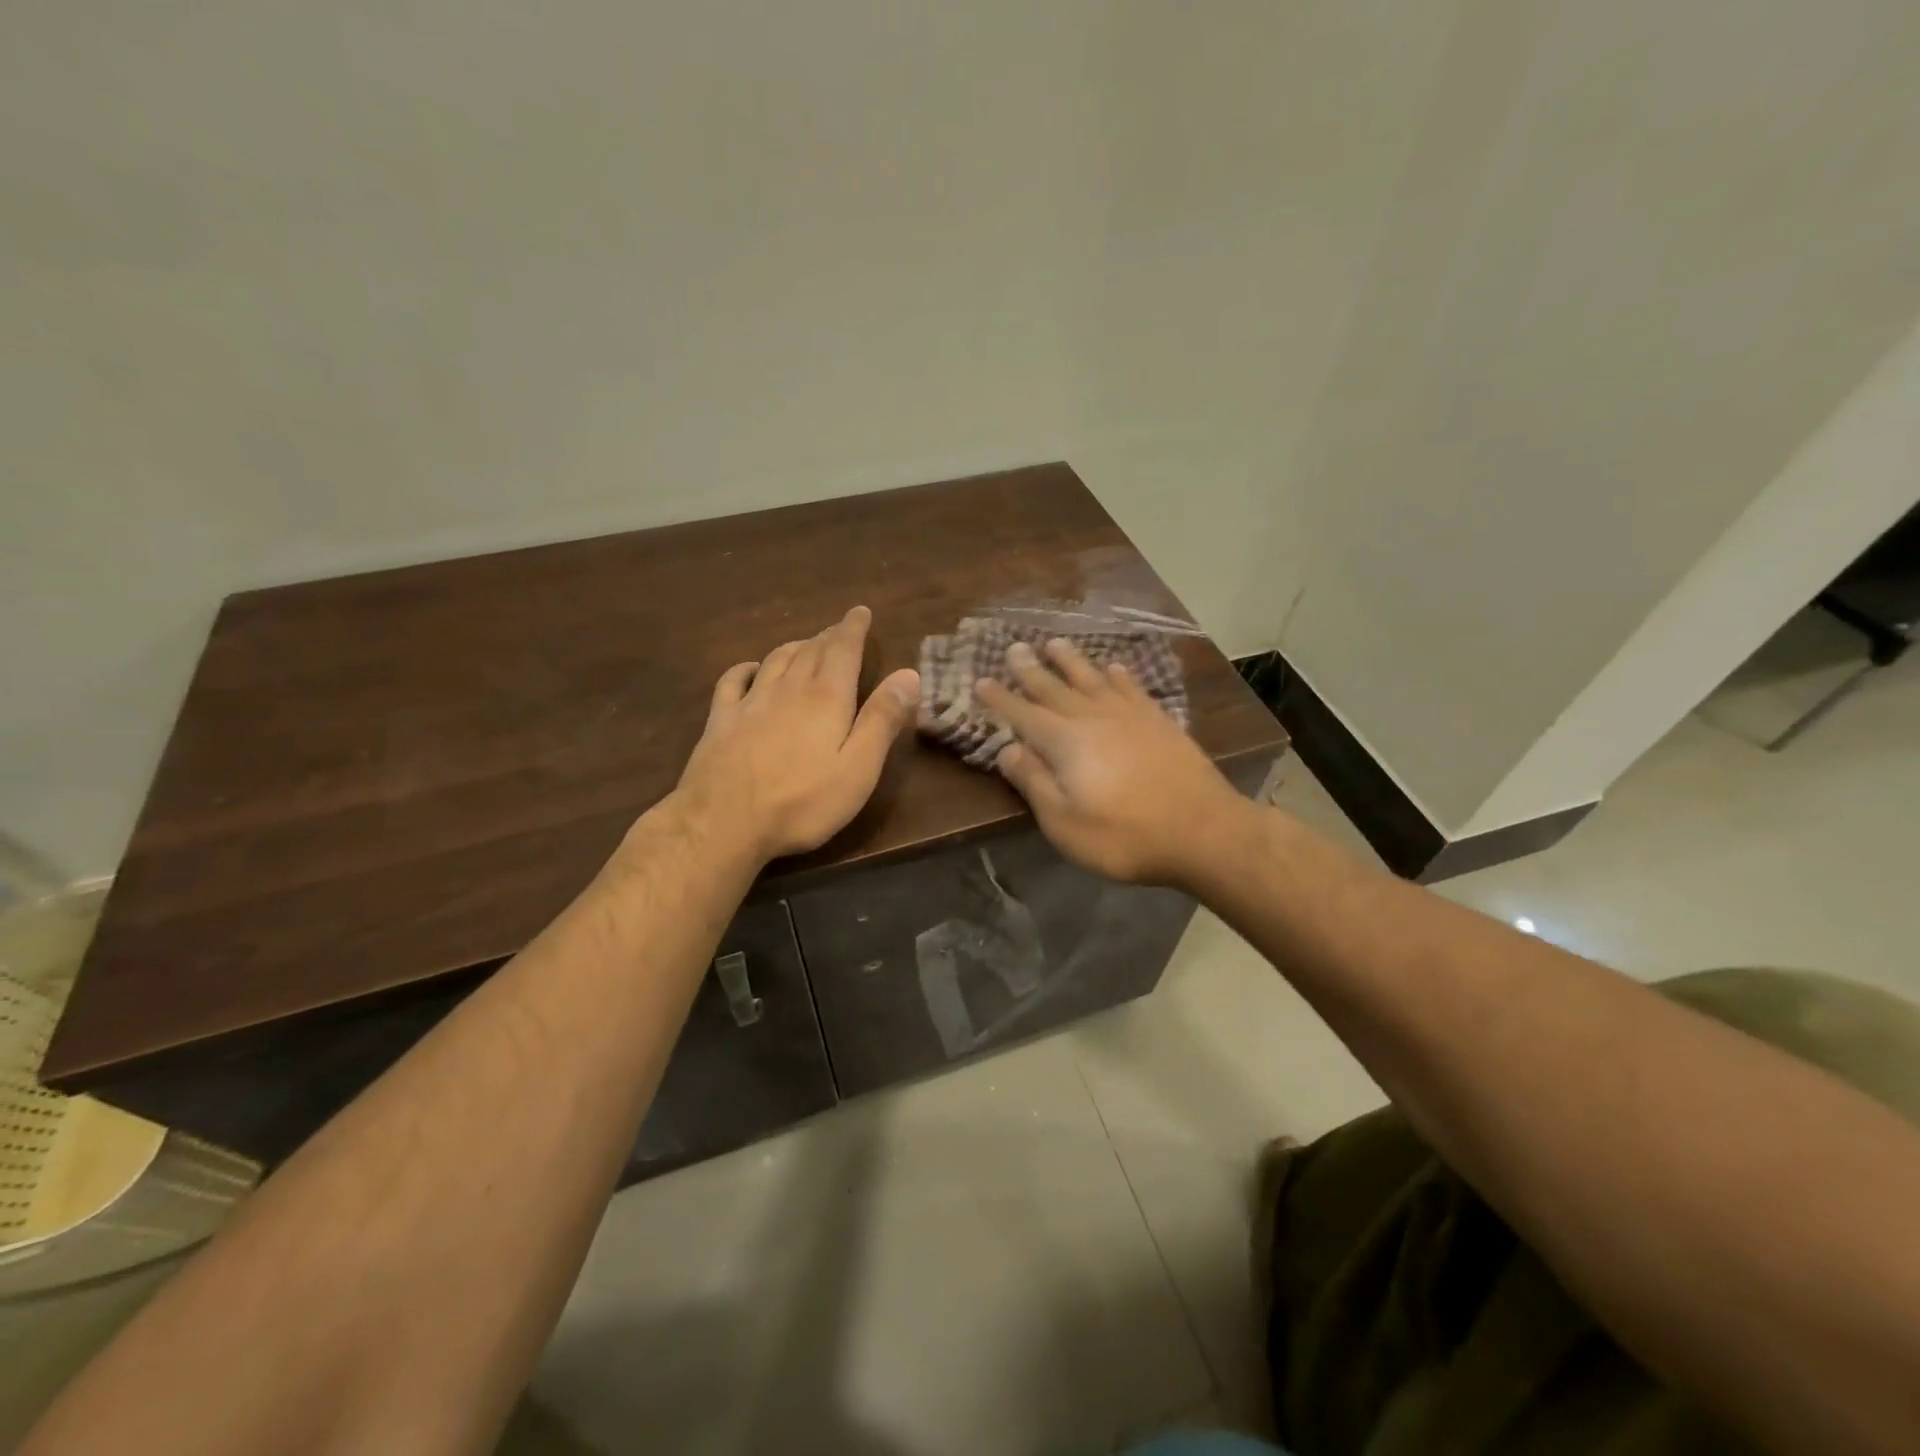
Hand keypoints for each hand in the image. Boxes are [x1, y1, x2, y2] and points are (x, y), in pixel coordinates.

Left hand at [674, 606, 919, 862]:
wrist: (724, 822)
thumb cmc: (802, 801)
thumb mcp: (858, 767)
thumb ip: (883, 719)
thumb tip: (909, 674)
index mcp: (827, 698)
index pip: (843, 650)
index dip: (853, 628)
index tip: (860, 611)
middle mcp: (788, 690)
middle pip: (810, 651)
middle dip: (828, 636)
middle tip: (838, 628)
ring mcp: (750, 703)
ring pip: (776, 661)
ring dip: (794, 647)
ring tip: (805, 643)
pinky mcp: (720, 721)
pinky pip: (733, 681)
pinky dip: (747, 668)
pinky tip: (751, 668)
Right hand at [975, 639, 1244, 886]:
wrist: (1203, 831)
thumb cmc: (1125, 836)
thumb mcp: (1064, 823)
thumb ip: (1034, 783)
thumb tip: (1008, 749)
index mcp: (1065, 742)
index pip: (1022, 714)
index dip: (1000, 698)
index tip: (980, 681)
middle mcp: (1093, 717)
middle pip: (1054, 687)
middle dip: (1030, 669)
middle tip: (1014, 647)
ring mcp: (1129, 715)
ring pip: (1092, 678)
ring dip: (1070, 660)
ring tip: (1054, 643)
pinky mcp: (1159, 721)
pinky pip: (1132, 687)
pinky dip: (1118, 674)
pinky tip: (1113, 667)